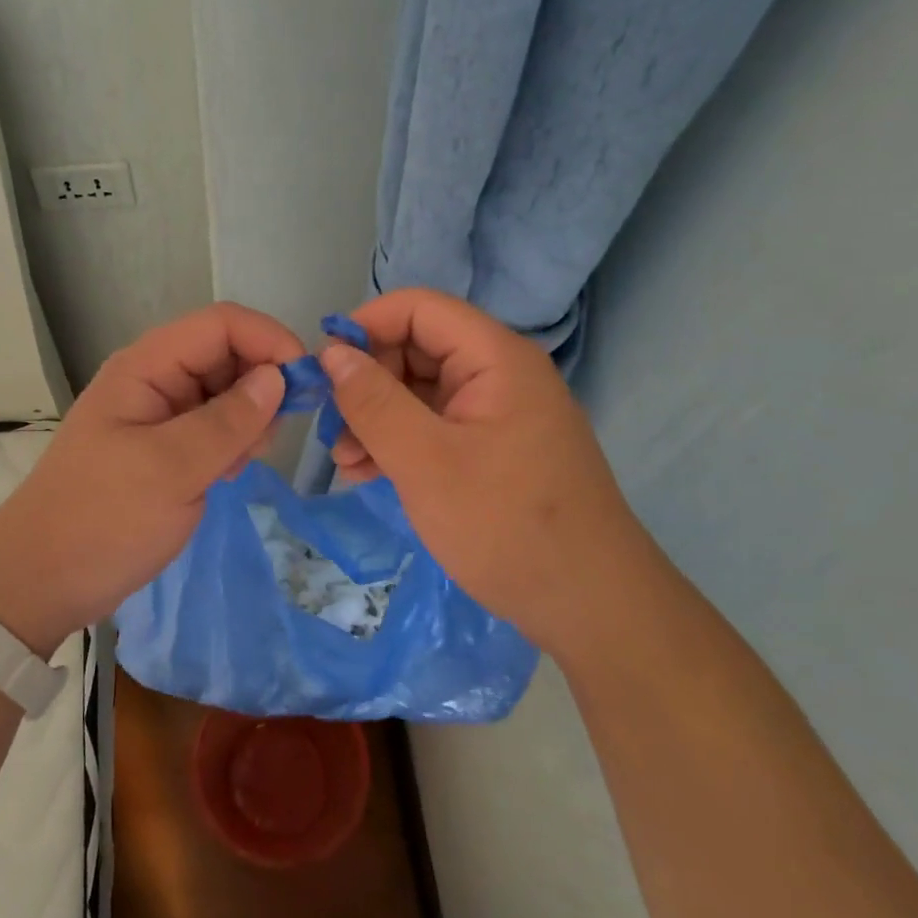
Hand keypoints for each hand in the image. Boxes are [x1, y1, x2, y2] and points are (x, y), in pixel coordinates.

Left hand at [0, 302, 302, 655]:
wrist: (40, 582)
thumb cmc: (102, 520)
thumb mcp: (171, 470)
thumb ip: (229, 421)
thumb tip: (278, 378)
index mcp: (147, 366)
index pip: (222, 324)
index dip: (269, 340)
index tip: (306, 385)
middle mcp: (154, 379)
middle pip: (226, 354)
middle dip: (261, 386)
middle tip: (268, 440)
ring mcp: (159, 414)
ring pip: (224, 392)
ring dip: (248, 419)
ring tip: (239, 464)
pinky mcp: (164, 447)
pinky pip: (212, 427)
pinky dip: (231, 443)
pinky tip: (225, 475)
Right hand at [320, 288, 651, 654]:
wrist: (592, 609)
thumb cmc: (507, 525)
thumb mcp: (426, 461)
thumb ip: (373, 402)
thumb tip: (332, 353)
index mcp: (495, 358)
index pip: (418, 308)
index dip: (366, 325)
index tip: (324, 366)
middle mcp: (498, 374)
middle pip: (416, 348)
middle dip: (366, 380)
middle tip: (330, 424)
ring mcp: (496, 413)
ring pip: (419, 391)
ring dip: (375, 416)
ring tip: (343, 459)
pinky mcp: (492, 449)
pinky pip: (434, 426)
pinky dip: (398, 441)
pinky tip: (366, 472)